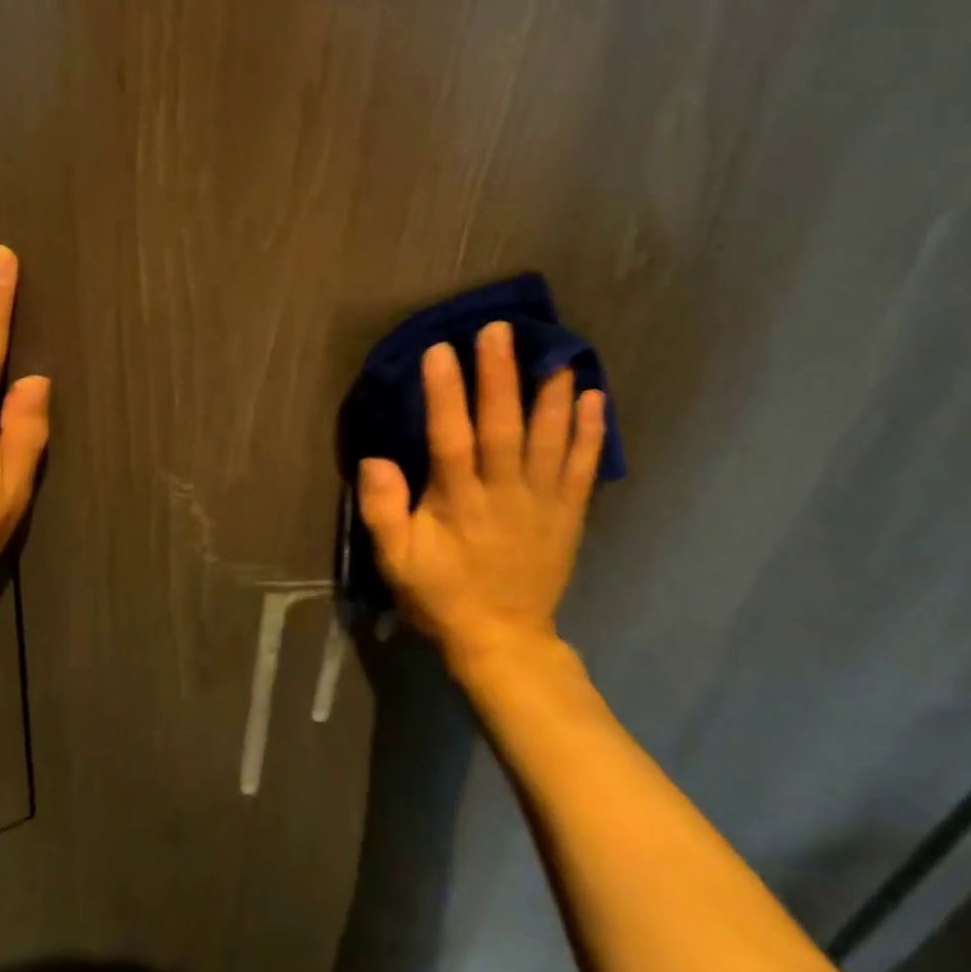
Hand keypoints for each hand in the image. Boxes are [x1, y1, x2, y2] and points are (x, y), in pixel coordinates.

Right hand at [357, 322, 605, 668]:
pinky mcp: (568, 513)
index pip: (450, 438)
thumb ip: (382, 510)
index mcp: (458, 502)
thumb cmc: (440, 594)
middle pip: (504, 427)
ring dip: (551, 392)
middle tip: (499, 330)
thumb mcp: (395, 561)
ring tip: (555, 348)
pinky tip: (594, 397)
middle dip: (500, 376)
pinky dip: (591, 432)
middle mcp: (504, 494)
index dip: (445, 394)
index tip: (440, 350)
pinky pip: (584, 468)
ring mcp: (542, 502)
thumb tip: (376, 458)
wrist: (503, 641)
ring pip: (549, 439)